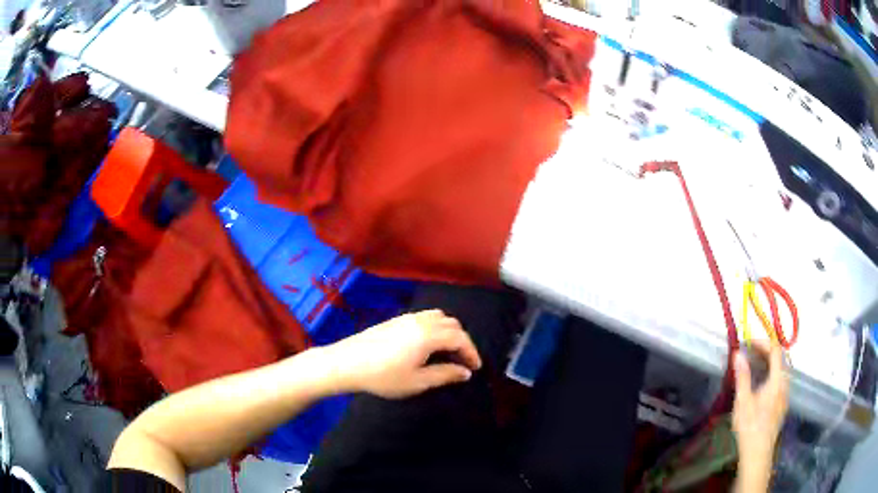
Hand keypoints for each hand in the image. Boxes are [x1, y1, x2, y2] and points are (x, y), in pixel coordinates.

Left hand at [324, 310, 481, 398]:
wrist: (346, 363)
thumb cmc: (384, 376)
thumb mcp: (417, 381)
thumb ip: (445, 375)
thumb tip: (465, 372)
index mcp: (429, 335)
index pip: (460, 338)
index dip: (472, 352)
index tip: (476, 368)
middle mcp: (421, 320)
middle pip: (452, 324)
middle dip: (463, 341)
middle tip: (464, 362)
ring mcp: (406, 317)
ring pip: (438, 317)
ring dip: (450, 332)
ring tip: (448, 351)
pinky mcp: (395, 319)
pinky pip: (425, 317)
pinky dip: (436, 327)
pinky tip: (429, 344)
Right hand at [732, 340, 788, 470]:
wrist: (757, 454)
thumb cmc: (749, 427)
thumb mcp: (743, 402)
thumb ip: (742, 376)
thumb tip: (737, 353)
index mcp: (777, 380)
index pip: (776, 350)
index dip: (764, 342)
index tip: (749, 342)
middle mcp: (785, 383)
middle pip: (781, 358)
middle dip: (766, 351)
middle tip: (751, 353)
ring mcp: (785, 394)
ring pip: (782, 370)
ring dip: (770, 363)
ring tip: (755, 367)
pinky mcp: (783, 404)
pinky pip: (781, 381)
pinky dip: (772, 374)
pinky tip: (762, 385)